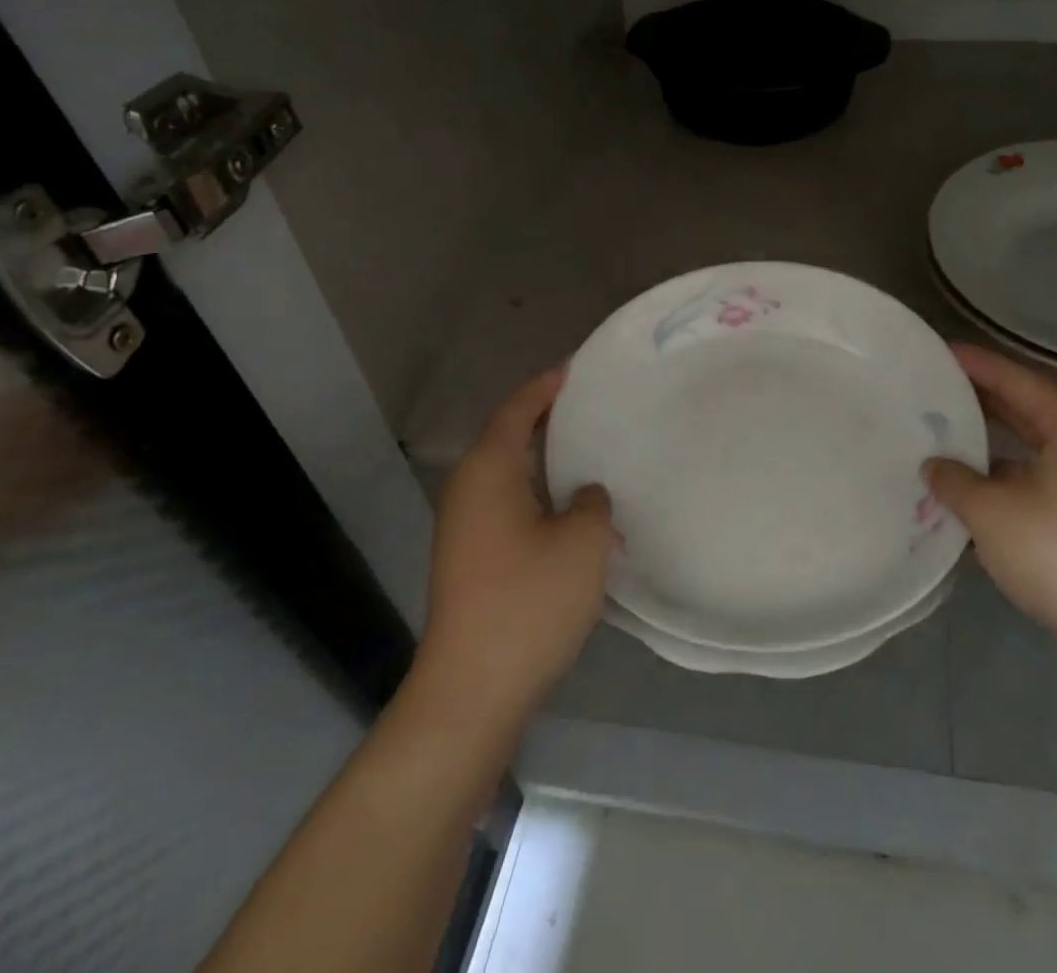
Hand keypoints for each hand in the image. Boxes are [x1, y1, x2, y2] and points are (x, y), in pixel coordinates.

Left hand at [417, 367, 615, 723]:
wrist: (473, 689)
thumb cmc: (529, 601)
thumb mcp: (583, 541)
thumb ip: (593, 502)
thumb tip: (585, 495)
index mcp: (489, 470)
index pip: (517, 408)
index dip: (547, 385)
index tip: (578, 367)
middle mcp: (468, 489)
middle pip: (507, 435)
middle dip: (546, 416)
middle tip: (591, 404)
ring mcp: (463, 526)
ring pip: (508, 472)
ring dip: (544, 458)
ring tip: (588, 450)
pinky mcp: (469, 557)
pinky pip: (507, 502)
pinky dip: (537, 490)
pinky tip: (571, 508)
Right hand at [924, 344, 1056, 656]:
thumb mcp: (991, 511)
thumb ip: (955, 479)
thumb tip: (935, 465)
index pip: (1015, 379)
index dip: (974, 364)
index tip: (936, 351)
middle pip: (1025, 409)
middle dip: (978, 400)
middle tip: (931, 387)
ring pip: (1029, 450)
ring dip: (987, 445)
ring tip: (939, 436)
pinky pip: (1035, 482)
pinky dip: (1001, 481)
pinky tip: (966, 492)